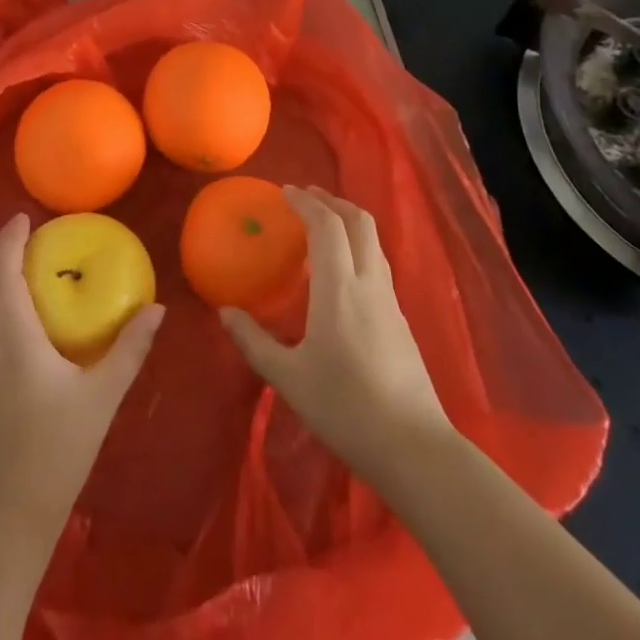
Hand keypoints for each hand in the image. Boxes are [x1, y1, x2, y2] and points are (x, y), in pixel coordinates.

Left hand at [0, 214, 163, 542]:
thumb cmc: (58, 450)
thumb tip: (156, 308)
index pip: (0, 271)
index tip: (26, 217)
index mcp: (13, 337)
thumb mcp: (102, 397)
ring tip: (25, 258)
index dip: (8, 239)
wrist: (10, 512)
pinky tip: (20, 302)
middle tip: (27, 232)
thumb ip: (130, 349)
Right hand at [221, 187, 448, 481]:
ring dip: (348, 221)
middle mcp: (369, 284)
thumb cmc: (344, 408)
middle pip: (359, 222)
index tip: (284, 192)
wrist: (413, 448)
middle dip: (333, 201)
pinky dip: (358, 247)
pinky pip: (378, 264)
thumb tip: (225, 312)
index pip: (326, 226)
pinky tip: (342, 271)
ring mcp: (390, 301)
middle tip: (306, 197)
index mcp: (339, 289)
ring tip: (323, 224)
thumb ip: (254, 340)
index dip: (306, 202)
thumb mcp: (288, 377)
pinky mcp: (401, 320)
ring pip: (373, 242)